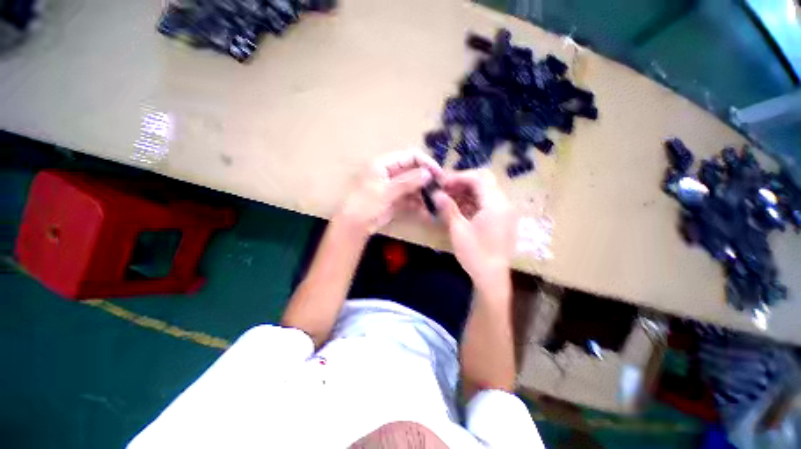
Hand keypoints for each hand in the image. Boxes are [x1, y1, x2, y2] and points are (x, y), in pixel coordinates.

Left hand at [336, 149, 443, 235]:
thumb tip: (428, 173)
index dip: (425, 163)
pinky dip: (419, 204)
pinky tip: (427, 211)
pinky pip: (412, 198)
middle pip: (414, 171)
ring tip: (435, 202)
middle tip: (440, 189)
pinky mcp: (397, 199)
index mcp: (385, 164)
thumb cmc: (366, 204)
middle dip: (427, 179)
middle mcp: (392, 173)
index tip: (438, 174)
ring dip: (425, 193)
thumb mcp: (386, 191)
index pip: (410, 156)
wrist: (356, 226)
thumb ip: (407, 182)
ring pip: (415, 186)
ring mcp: (395, 187)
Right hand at [433, 170, 514, 292]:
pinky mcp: (501, 220)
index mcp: (495, 204)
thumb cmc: (475, 254)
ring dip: (466, 192)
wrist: (492, 277)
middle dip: (462, 182)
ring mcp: (504, 212)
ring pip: (485, 192)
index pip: (478, 178)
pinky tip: (458, 208)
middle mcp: (504, 203)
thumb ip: (448, 208)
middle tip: (445, 189)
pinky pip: (487, 203)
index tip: (442, 183)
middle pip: (484, 182)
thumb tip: (435, 193)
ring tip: (449, 198)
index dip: (458, 177)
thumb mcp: (458, 229)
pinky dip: (472, 202)